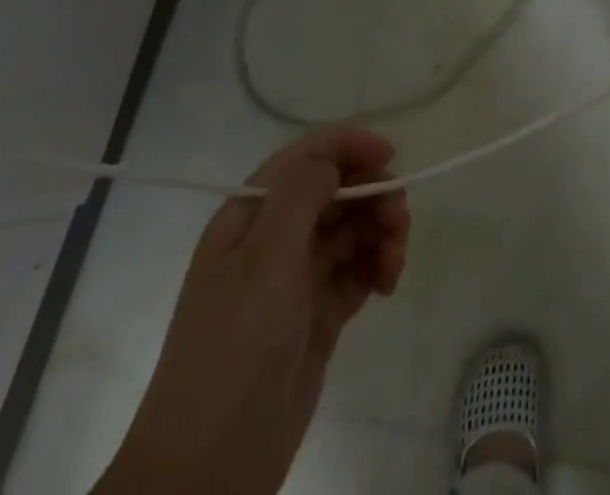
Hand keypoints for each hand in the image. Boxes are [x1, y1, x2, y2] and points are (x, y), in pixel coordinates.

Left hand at [96, 128, 410, 494]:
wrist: (211, 465)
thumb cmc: (235, 343)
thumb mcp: (266, 256)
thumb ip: (303, 192)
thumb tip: (334, 158)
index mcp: (253, 213)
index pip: (307, 156)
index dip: (349, 146)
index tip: (390, 157)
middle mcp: (274, 237)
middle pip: (337, 190)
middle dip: (373, 195)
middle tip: (399, 221)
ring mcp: (297, 277)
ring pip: (353, 229)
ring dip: (382, 232)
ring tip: (394, 263)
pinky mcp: (319, 314)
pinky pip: (358, 270)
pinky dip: (378, 267)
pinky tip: (387, 284)